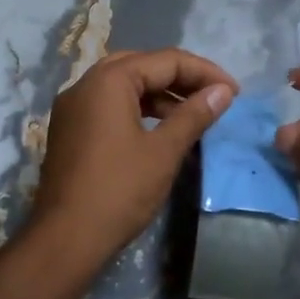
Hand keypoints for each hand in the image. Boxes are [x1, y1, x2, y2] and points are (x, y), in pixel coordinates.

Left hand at [30, 48, 236, 267]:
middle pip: (142, 66)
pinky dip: (137, 109)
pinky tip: (160, 130)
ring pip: (123, 86)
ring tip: (193, 115)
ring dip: (159, 95)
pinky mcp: (69, 130)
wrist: (65, 238)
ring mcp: (72, 107)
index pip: (165, 60)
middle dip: (180, 78)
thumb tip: (222, 92)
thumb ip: (194, 115)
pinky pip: (108, 105)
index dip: (204, 72)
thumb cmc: (119, 190)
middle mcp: (85, 84)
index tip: (234, 93)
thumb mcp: (164, 151)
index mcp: (108, 80)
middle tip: (213, 96)